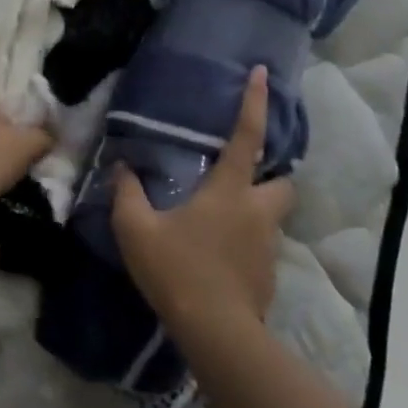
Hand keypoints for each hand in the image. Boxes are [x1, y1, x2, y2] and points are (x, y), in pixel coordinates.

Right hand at [112, 66, 294, 336]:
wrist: (217, 335)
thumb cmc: (177, 270)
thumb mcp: (137, 230)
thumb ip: (127, 194)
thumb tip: (123, 168)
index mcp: (230, 191)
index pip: (247, 136)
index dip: (254, 102)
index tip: (262, 72)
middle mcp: (257, 211)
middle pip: (284, 181)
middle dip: (273, 173)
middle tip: (246, 176)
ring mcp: (268, 246)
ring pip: (273, 217)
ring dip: (256, 211)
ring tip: (224, 221)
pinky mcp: (268, 277)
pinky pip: (262, 249)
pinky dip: (247, 245)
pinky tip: (221, 258)